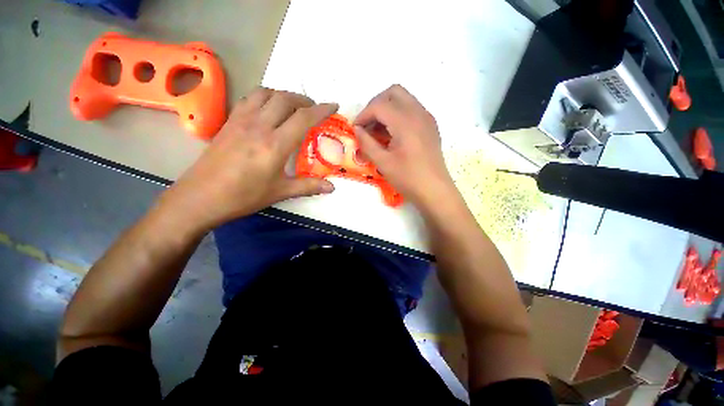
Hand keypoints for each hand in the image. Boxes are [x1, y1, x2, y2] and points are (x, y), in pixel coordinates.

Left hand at [160, 87, 337, 230]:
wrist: (201, 197)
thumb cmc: (244, 196)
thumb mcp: (281, 192)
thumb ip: (309, 186)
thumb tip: (332, 188)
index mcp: (276, 144)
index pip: (303, 118)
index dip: (321, 110)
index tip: (333, 106)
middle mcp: (259, 126)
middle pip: (285, 99)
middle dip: (304, 100)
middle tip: (314, 108)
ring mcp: (241, 120)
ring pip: (266, 93)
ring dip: (284, 95)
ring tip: (293, 106)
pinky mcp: (229, 121)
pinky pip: (250, 98)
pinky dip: (265, 96)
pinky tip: (268, 109)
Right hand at [354, 85, 455, 209]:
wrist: (434, 190)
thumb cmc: (408, 178)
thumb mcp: (383, 163)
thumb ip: (367, 143)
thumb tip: (357, 130)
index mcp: (405, 122)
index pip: (379, 105)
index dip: (363, 114)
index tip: (356, 129)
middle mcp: (418, 113)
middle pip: (393, 92)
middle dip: (376, 104)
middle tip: (368, 124)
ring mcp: (427, 118)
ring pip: (404, 99)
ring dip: (388, 108)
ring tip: (378, 130)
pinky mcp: (431, 126)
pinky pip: (412, 109)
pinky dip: (399, 114)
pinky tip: (393, 134)